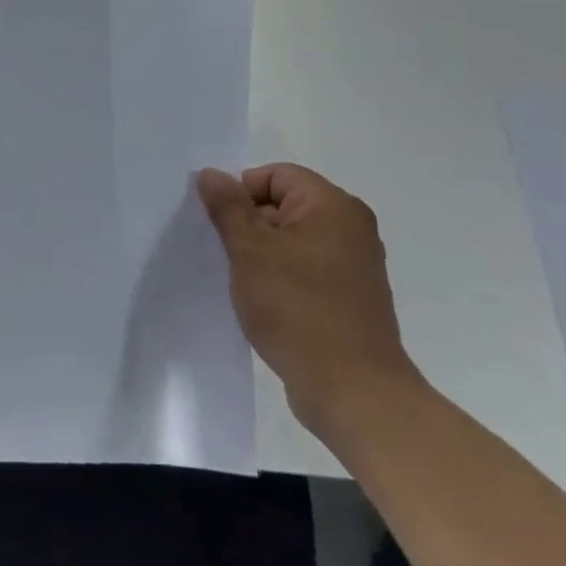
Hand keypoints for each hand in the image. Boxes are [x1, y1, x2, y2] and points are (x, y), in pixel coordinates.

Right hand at [197, 162, 423, 439]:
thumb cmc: (297, 309)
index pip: (274, 175)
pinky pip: (306, 268)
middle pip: (283, 205)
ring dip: (262, 254)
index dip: (241, 194)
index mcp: (332, 206)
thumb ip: (227, 207)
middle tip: (226, 255)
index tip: (222, 228)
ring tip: (243, 281)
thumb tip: (211, 174)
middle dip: (249, 225)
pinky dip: (281, 277)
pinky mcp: (351, 296)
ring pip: (292, 239)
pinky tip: (264, 302)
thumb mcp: (249, 251)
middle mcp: (351, 227)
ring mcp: (355, 264)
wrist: (352, 391)